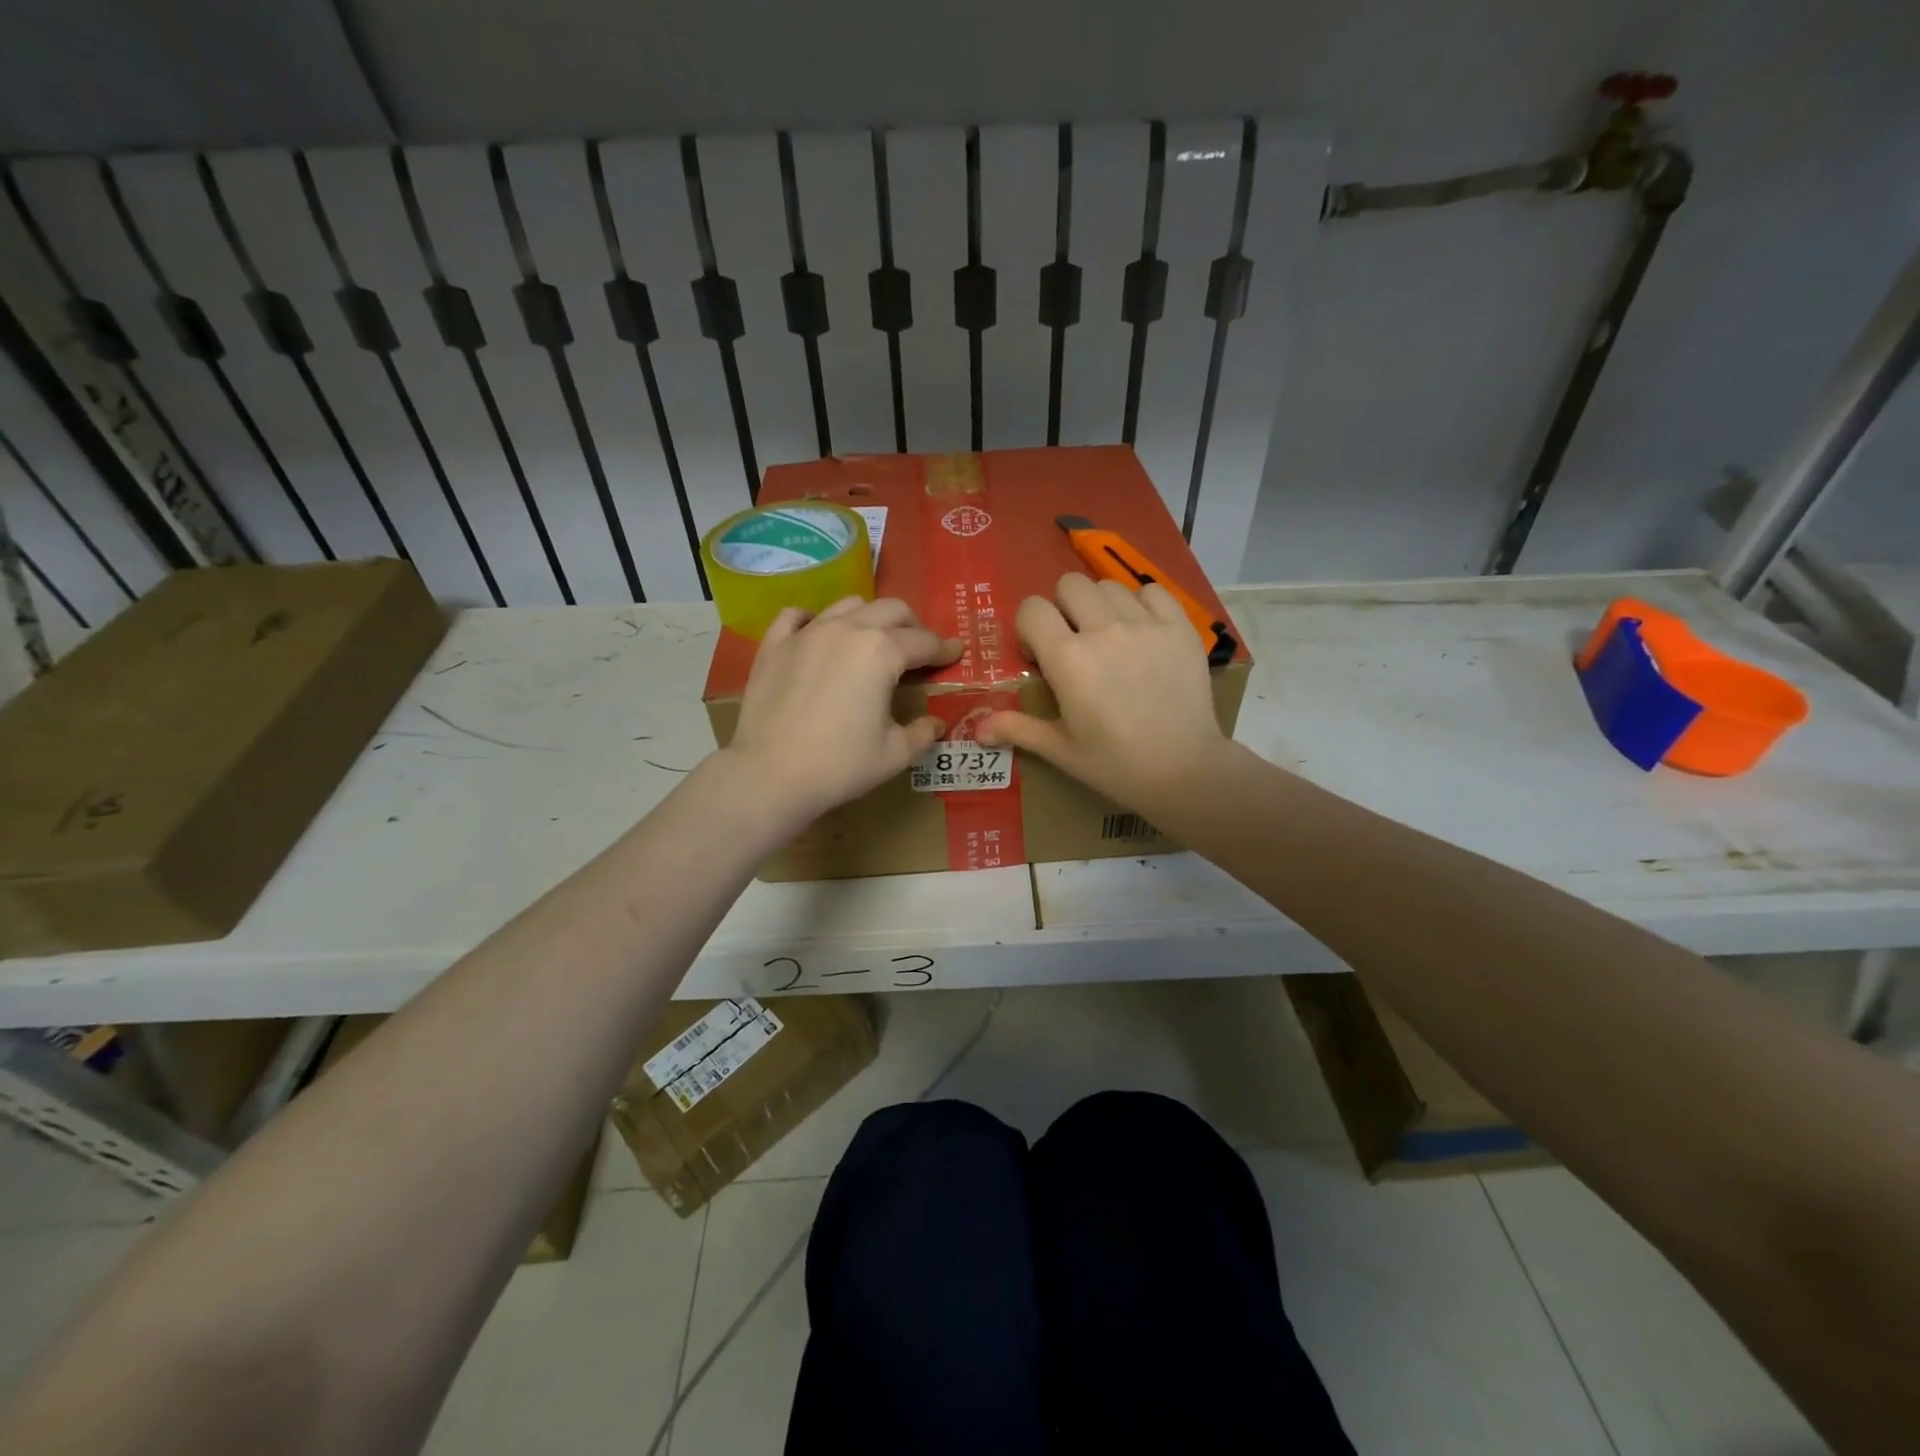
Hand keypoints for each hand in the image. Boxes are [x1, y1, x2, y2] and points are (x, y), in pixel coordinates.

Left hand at [722, 597, 960, 821]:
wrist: (770, 775)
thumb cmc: (840, 765)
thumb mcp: (894, 754)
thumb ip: (921, 733)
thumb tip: (935, 723)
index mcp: (882, 651)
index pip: (924, 642)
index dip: (945, 649)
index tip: (956, 653)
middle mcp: (847, 629)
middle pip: (891, 610)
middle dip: (912, 626)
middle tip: (918, 650)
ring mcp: (807, 633)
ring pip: (848, 605)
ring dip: (869, 618)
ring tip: (873, 641)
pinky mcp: (774, 645)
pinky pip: (797, 616)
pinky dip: (814, 620)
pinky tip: (818, 635)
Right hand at [979, 573, 1230, 808]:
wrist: (1183, 770)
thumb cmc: (1114, 764)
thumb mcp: (1061, 749)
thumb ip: (1017, 729)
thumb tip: (976, 730)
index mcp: (1067, 659)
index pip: (1031, 608)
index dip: (1030, 628)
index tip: (1041, 655)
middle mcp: (1103, 630)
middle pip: (1069, 585)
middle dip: (1063, 608)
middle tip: (1074, 641)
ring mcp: (1145, 625)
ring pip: (1109, 586)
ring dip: (1101, 606)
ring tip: (1111, 638)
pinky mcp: (1179, 627)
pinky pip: (1153, 591)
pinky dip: (1142, 604)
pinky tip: (1143, 632)